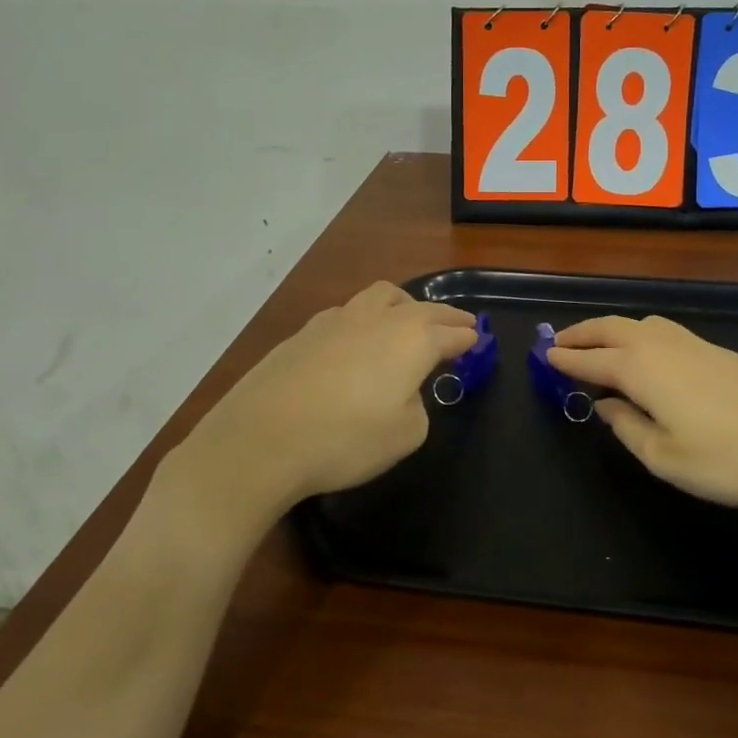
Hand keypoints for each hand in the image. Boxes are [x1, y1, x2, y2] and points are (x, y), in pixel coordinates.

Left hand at [166, 282, 476, 533]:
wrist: (260, 439)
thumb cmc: (345, 440)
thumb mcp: (406, 435)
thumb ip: (417, 405)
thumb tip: (403, 390)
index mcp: (412, 340)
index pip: (450, 333)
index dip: (467, 338)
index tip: (477, 342)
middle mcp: (378, 319)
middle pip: (422, 308)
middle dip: (445, 316)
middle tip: (459, 325)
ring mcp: (337, 320)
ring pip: (381, 297)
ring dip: (404, 306)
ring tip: (408, 322)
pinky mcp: (304, 332)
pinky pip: (349, 313)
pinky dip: (367, 320)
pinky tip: (358, 341)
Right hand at [548, 314, 737, 509]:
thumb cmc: (728, 456)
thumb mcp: (665, 457)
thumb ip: (628, 428)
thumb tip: (606, 405)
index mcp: (639, 369)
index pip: (591, 361)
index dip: (565, 360)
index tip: (543, 357)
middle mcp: (659, 345)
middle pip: (610, 329)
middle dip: (582, 334)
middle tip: (559, 342)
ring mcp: (691, 343)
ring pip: (637, 324)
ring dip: (609, 329)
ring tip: (595, 342)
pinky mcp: (715, 349)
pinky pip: (660, 330)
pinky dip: (636, 333)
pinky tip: (643, 350)